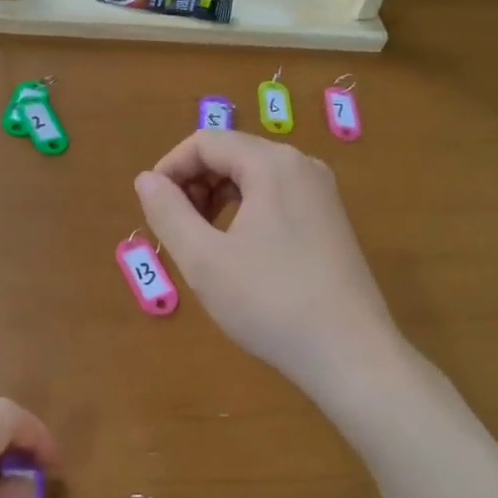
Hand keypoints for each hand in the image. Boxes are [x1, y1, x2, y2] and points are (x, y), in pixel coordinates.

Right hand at [135, 130, 402, 394]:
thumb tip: (146, 180)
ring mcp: (321, 193)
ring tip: (202, 241)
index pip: (205, 142)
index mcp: (272, 164)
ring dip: (217, 197)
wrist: (351, 356)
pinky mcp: (330, 220)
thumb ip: (168, 212)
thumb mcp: (204, 259)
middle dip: (194, 183)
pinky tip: (237, 250)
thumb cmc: (270, 303)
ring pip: (253, 176)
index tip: (152, 208)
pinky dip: (245, 210)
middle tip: (176, 228)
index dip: (170, 168)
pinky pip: (276, 196)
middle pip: (231, 153)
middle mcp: (301, 165)